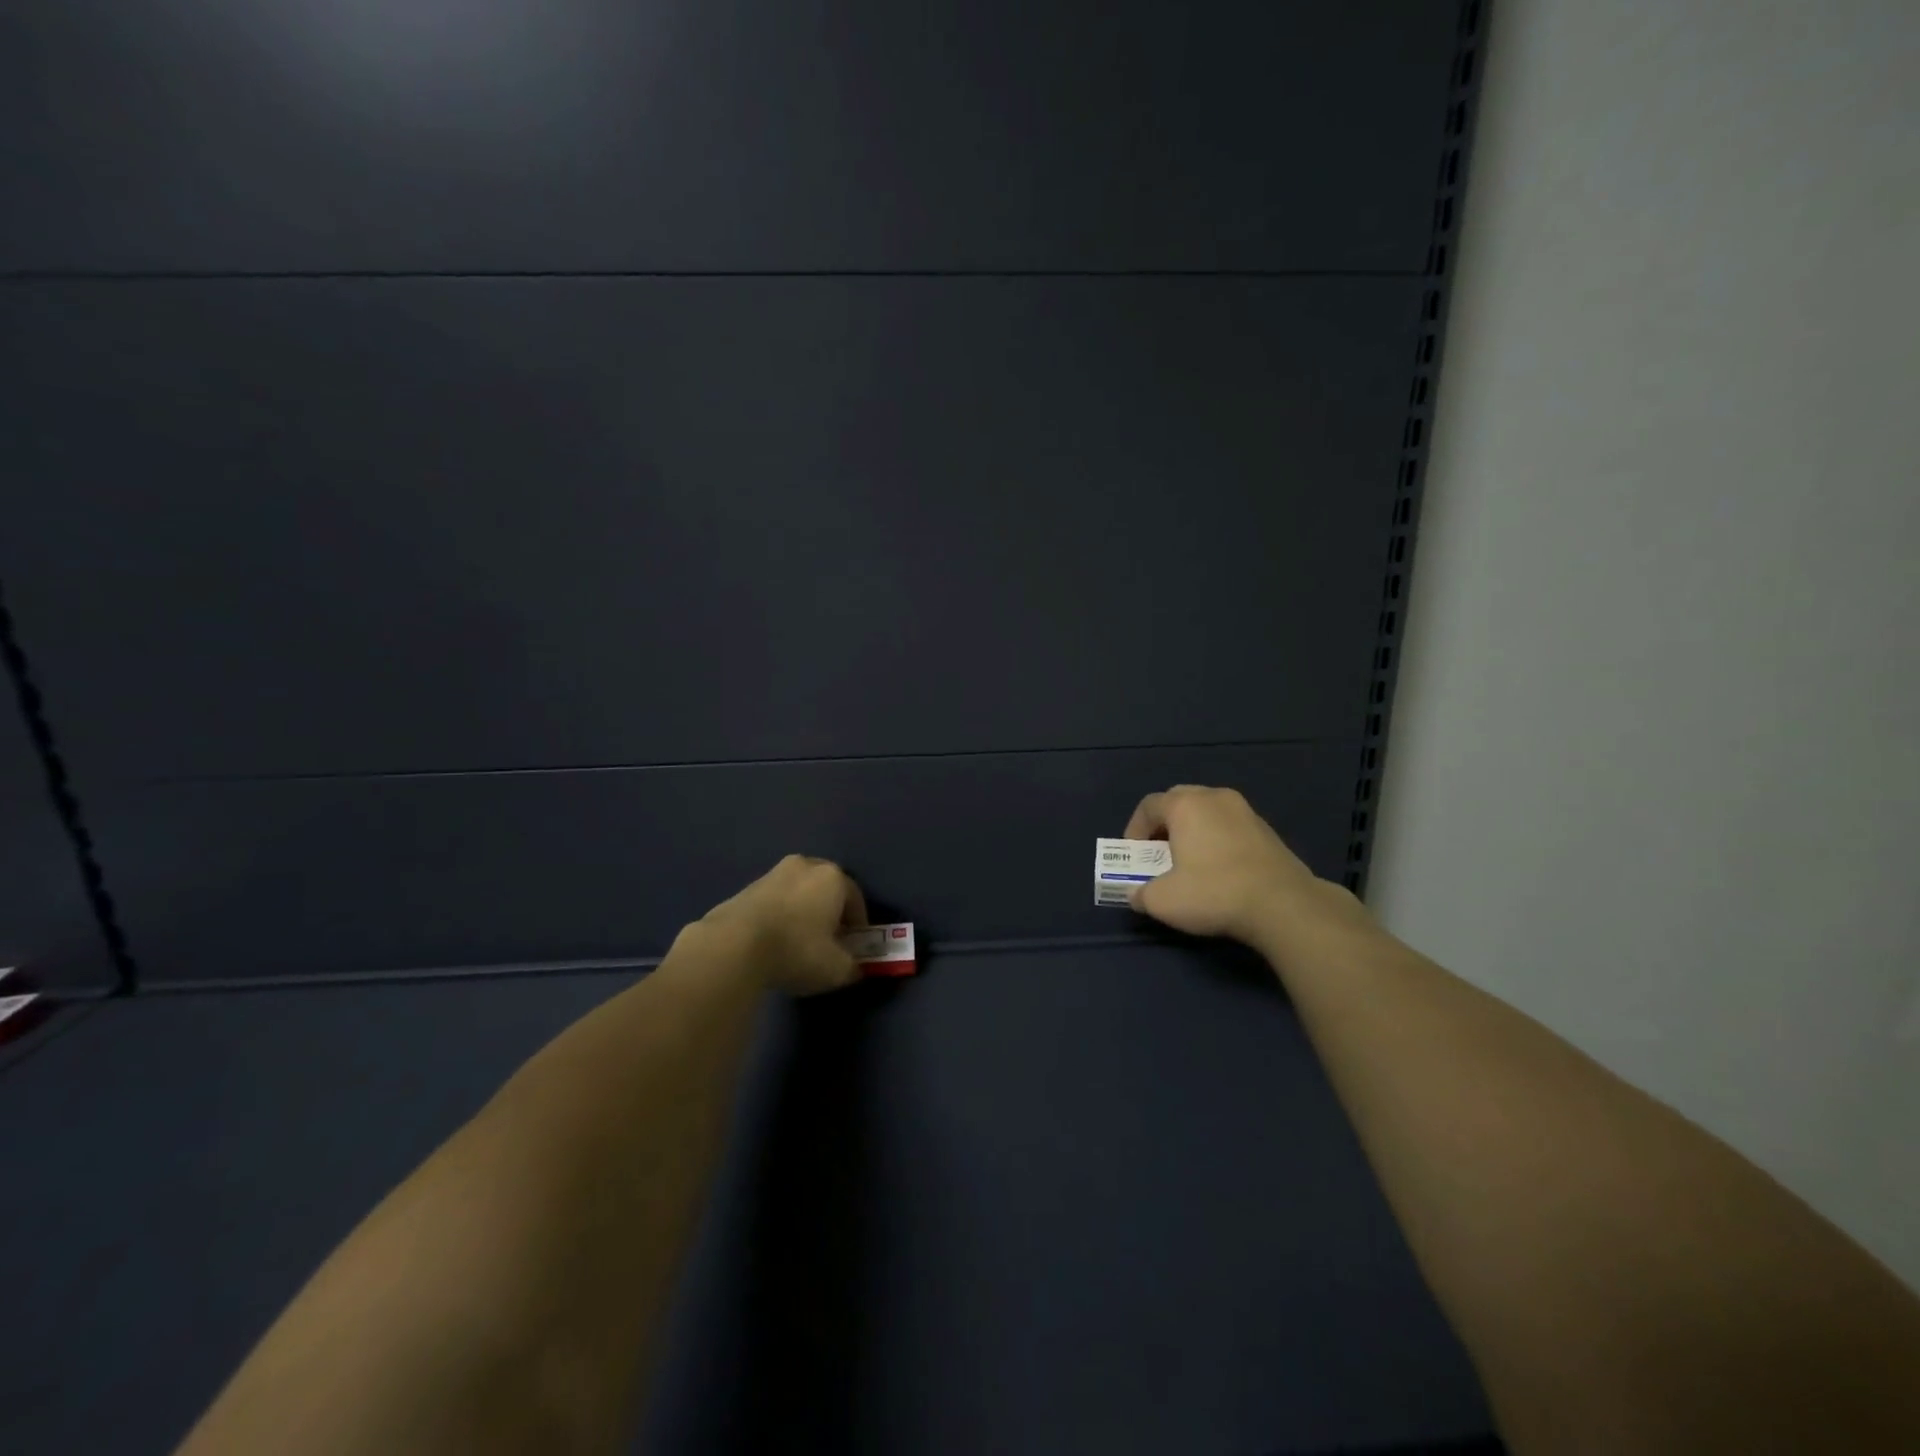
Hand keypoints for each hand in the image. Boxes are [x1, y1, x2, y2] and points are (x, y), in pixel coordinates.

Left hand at [695, 855, 868, 995]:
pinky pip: (772, 902)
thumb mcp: (836, 969)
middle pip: (825, 888)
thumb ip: (852, 967)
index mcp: (832, 877)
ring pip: (797, 892)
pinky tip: (772, 943)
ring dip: (801, 912)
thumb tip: (853, 966)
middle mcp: (804, 865)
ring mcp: (771, 874)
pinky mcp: (744, 888)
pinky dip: (777, 917)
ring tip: (797, 943)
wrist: (733, 946)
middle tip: (828, 940)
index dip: (858, 924)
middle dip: (829, 912)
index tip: (853, 947)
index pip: (856, 898)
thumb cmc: (797, 950)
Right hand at [1122, 784, 1367, 950]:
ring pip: (1207, 810)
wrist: (1283, 905)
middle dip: (1164, 823)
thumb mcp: (1163, 901)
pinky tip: (1220, 867)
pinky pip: (1230, 825)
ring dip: (1193, 829)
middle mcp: (1214, 797)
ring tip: (1190, 860)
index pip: (1149, 805)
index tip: (1134, 855)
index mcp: (1185, 805)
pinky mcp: (1267, 829)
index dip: (1134, 829)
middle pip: (1179, 800)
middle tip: (1159, 851)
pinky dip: (1217, 838)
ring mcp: (1245, 810)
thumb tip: (1137, 894)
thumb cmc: (1214, 893)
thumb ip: (1141, 894)